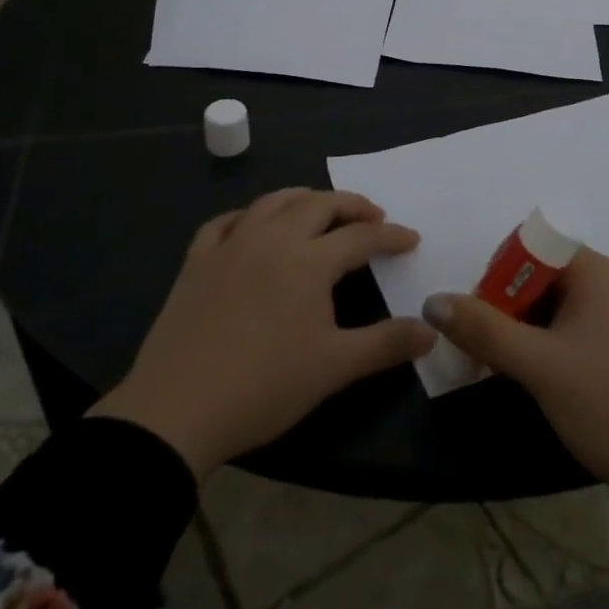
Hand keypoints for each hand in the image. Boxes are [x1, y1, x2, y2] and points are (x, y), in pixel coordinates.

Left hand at [92, 189, 436, 477]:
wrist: (177, 410)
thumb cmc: (265, 386)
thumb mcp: (334, 367)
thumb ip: (386, 344)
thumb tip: (431, 331)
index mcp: (308, 261)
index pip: (360, 236)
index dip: (390, 235)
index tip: (410, 238)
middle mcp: (272, 239)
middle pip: (318, 204)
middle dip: (351, 205)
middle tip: (372, 216)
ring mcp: (230, 246)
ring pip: (272, 202)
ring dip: (303, 198)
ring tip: (319, 207)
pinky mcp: (196, 262)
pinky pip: (224, 222)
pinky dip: (247, 216)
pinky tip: (252, 225)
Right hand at [423, 250, 608, 544]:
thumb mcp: (538, 367)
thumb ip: (483, 330)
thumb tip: (433, 300)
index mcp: (602, 271)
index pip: (536, 246)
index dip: (500, 274)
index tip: (480, 316)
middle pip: (551, 273)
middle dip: (513, 305)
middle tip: (490, 349)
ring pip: (570, 302)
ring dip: (535, 326)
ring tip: (515, 366)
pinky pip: (592, 323)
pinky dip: (562, 339)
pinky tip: (553, 377)